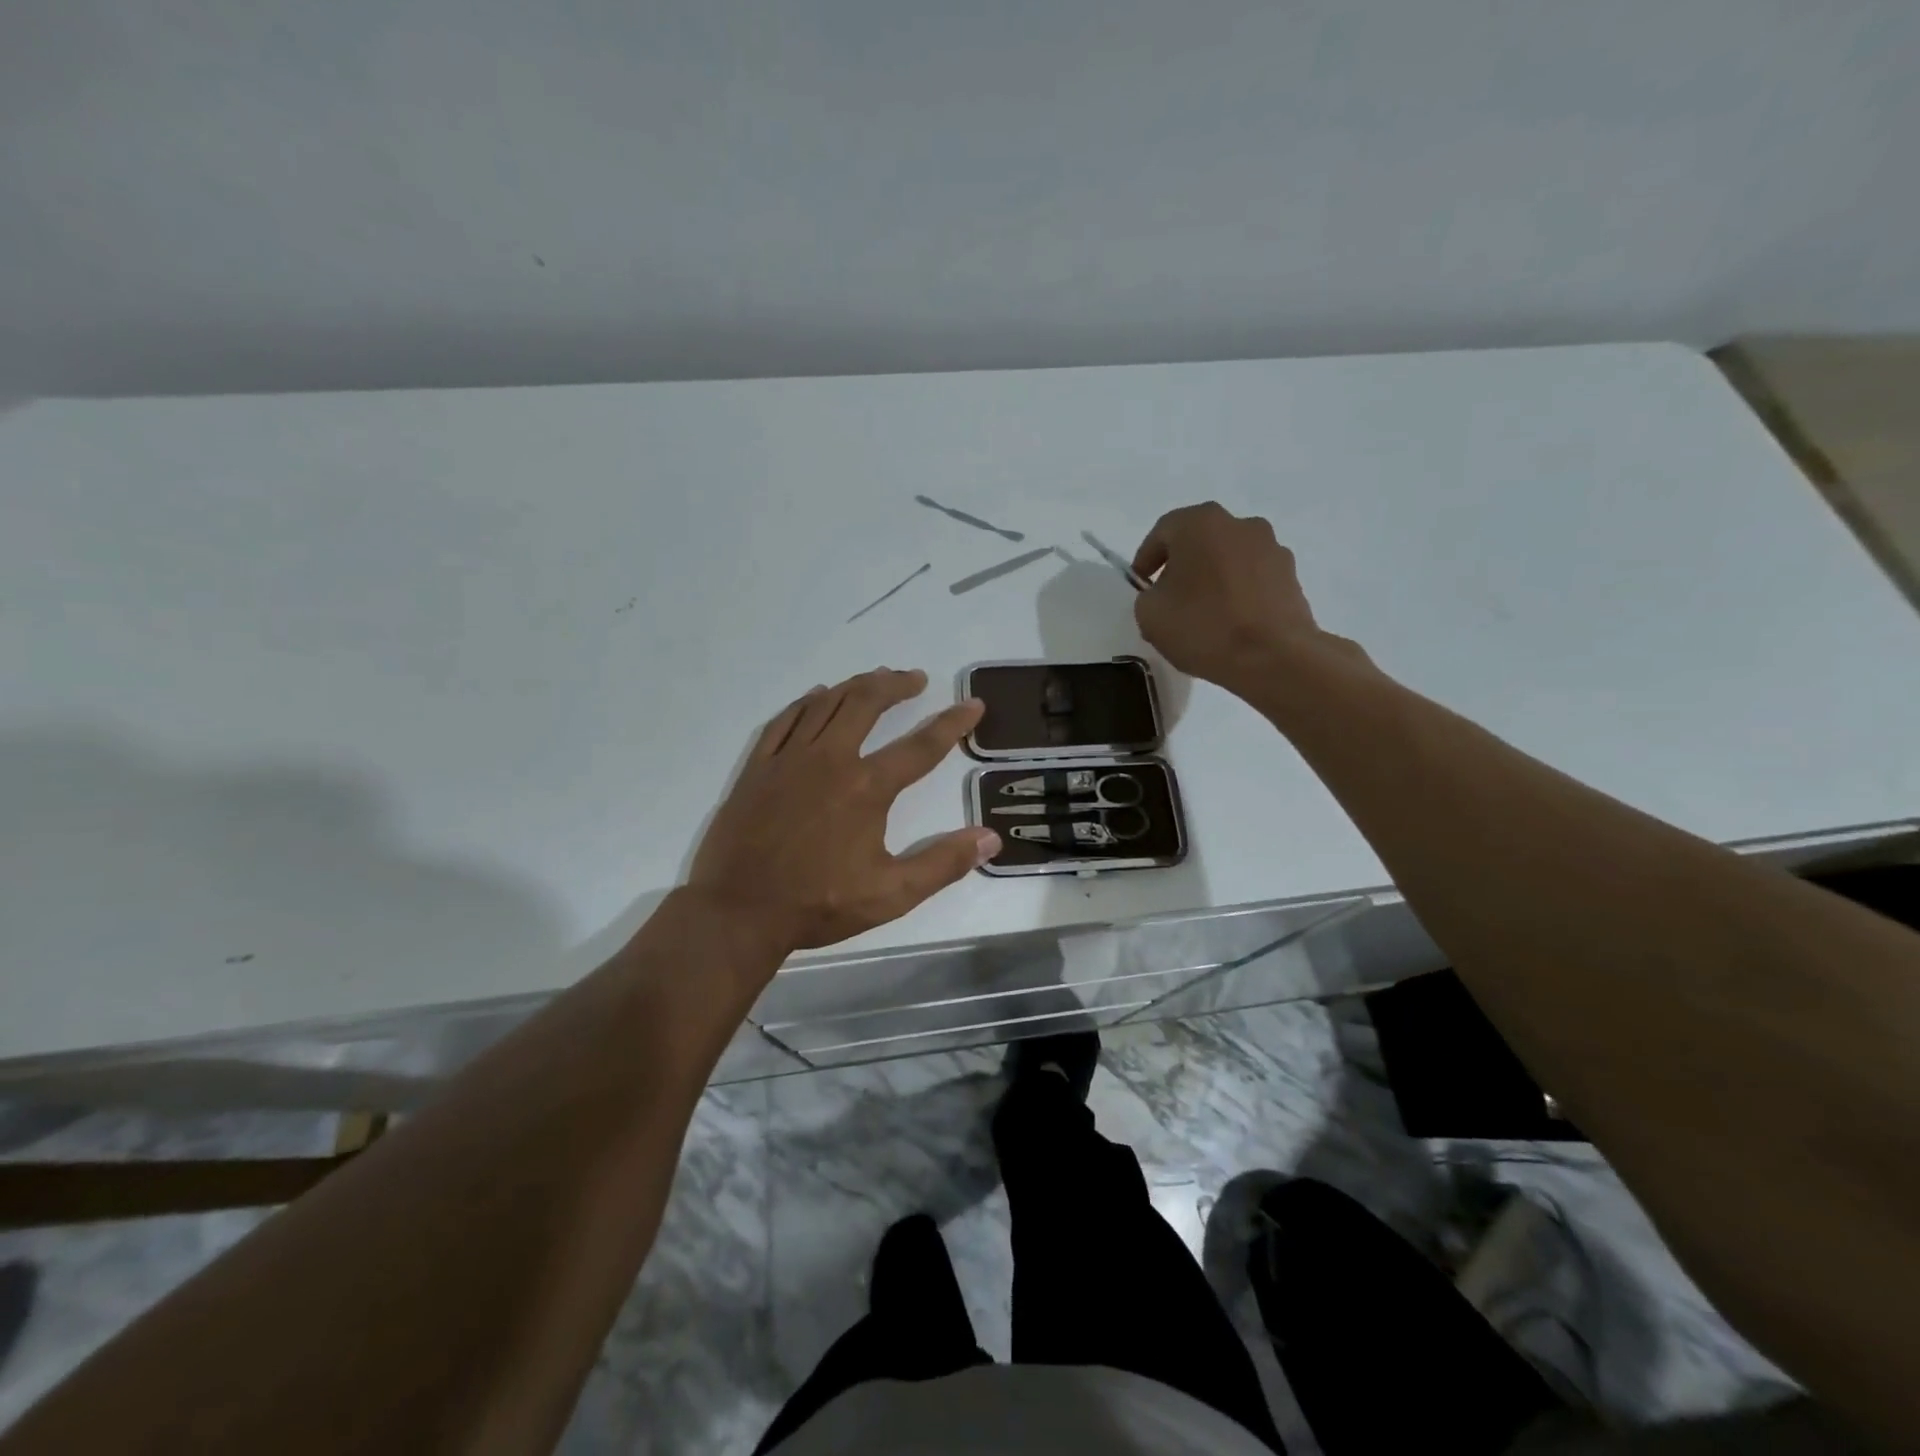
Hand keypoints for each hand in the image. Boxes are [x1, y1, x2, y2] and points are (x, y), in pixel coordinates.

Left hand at [688, 668, 999, 953]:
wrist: (739, 911)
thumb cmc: (818, 904)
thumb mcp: (891, 894)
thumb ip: (942, 864)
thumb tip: (990, 838)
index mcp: (866, 788)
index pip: (920, 747)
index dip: (952, 723)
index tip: (973, 704)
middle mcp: (830, 760)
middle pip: (867, 705)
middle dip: (895, 685)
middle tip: (915, 679)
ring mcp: (789, 759)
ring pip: (827, 704)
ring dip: (856, 686)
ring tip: (876, 679)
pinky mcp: (759, 767)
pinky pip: (786, 720)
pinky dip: (807, 702)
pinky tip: (818, 697)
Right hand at [1131, 502, 1347, 697]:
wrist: (1273, 657)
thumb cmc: (1204, 627)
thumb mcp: (1149, 614)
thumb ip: (1148, 596)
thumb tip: (1164, 595)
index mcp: (1201, 523)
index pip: (1163, 532)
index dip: (1146, 559)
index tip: (1141, 586)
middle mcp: (1240, 524)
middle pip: (1199, 541)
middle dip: (1182, 567)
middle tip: (1169, 599)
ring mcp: (1272, 548)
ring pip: (1229, 559)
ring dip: (1213, 578)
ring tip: (1203, 615)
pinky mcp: (1292, 576)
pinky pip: (1253, 579)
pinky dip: (1238, 593)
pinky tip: (1230, 623)